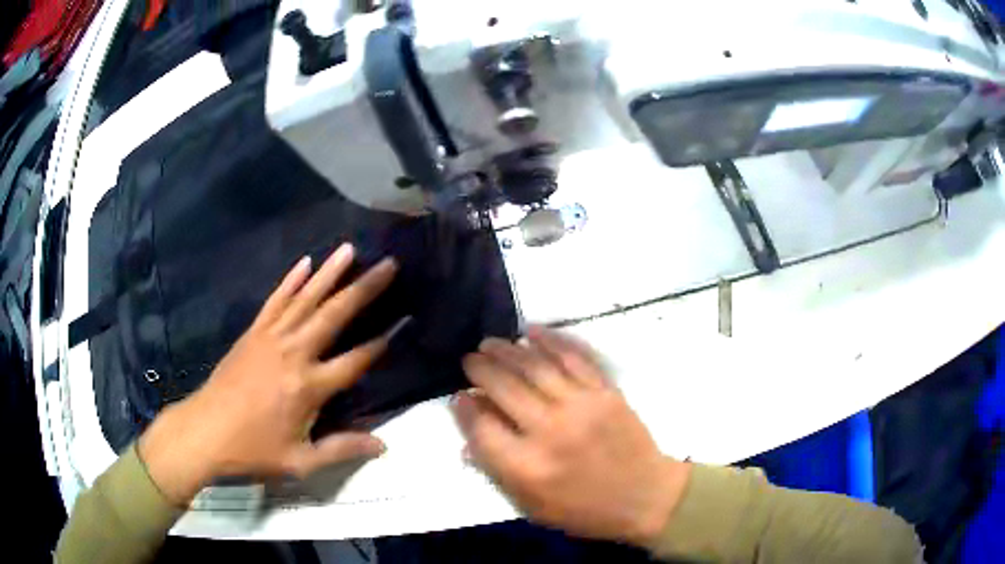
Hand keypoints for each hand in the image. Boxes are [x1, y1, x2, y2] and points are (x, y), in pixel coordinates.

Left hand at [139, 244, 397, 504]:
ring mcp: (271, 338)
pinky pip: (275, 300)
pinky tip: (305, 263)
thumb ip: (342, 449)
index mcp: (308, 387)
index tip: (404, 321)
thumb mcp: (300, 461)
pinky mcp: (253, 333)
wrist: (204, 432)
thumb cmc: (253, 450)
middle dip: (363, 289)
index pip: (354, 361)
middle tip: (388, 264)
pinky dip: (291, 280)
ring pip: (305, 299)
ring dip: (329, 273)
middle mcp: (293, 354)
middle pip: (334, 316)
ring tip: (350, 249)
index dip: (380, 344)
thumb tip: (383, 446)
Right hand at [452, 327, 689, 546]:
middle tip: (470, 360)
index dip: (465, 409)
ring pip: (535, 368)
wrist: (645, 497)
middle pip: (504, 389)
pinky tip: (532, 332)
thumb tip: (469, 438)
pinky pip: (574, 358)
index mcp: (527, 468)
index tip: (459, 396)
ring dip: (507, 351)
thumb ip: (497, 472)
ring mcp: (580, 407)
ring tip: (490, 343)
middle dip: (480, 369)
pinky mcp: (605, 392)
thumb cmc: (585, 510)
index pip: (482, 428)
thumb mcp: (532, 507)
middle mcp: (550, 432)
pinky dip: (551, 341)